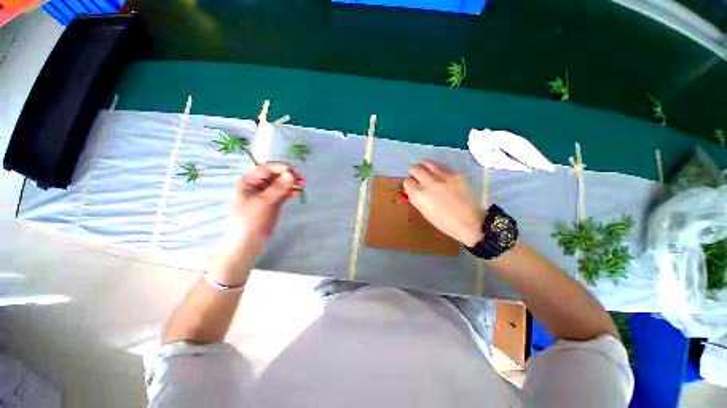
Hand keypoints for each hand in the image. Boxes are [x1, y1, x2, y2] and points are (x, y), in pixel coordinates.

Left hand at [224, 162, 302, 251]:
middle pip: (276, 175)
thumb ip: (278, 187)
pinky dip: (292, 191)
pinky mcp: (275, 201)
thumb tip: (291, 173)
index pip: (267, 169)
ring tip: (303, 185)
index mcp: (250, 181)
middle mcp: (259, 184)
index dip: (281, 168)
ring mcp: (268, 193)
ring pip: (282, 183)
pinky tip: (300, 193)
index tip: (295, 171)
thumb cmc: (251, 219)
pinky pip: (285, 192)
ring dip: (293, 183)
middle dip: (289, 175)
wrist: (249, 241)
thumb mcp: (263, 202)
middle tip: (301, 179)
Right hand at [404, 160, 483, 246]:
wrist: (469, 222)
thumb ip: (416, 198)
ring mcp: (443, 177)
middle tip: (419, 177)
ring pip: (428, 163)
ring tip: (428, 171)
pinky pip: (442, 167)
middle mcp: (429, 183)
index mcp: (419, 195)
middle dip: (414, 173)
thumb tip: (411, 189)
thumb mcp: (424, 212)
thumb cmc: (443, 222)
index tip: (412, 186)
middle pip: (415, 169)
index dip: (409, 184)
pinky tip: (442, 176)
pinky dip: (439, 170)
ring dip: (425, 167)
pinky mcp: (455, 174)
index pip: (407, 181)